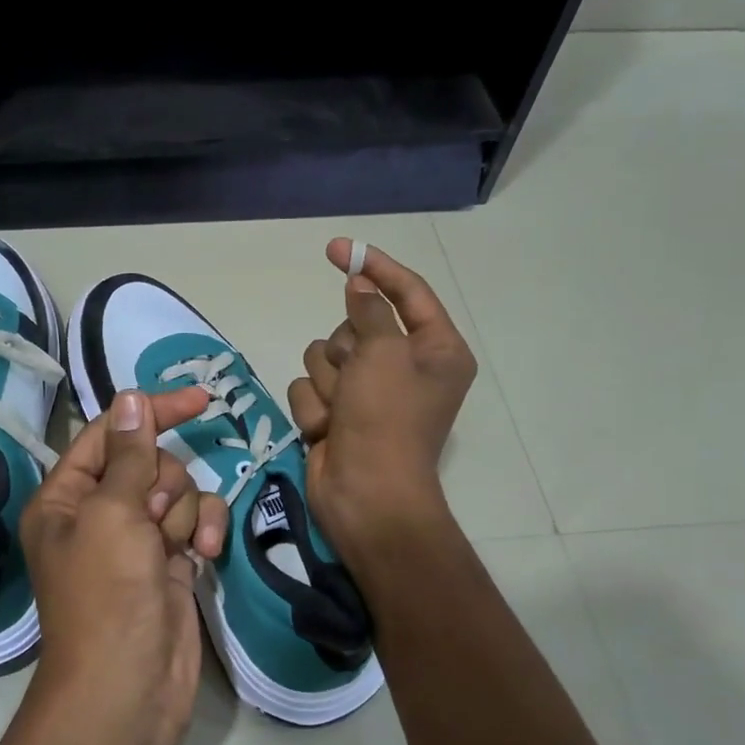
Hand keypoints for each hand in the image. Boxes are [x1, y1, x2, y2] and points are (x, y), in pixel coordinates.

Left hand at [20, 388, 228, 744]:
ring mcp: (136, 539)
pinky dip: (203, 532)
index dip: (151, 411)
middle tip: (151, 520)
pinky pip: (194, 523)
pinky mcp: (169, 562)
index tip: (200, 400)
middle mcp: (98, 513)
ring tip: (174, 549)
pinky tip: (204, 554)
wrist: (128, 686)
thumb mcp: (112, 513)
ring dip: (183, 513)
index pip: (110, 432)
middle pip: (149, 463)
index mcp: (66, 496)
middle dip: (162, 484)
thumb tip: (131, 398)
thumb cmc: (106, 594)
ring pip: (177, 493)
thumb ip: (128, 453)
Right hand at [287, 239, 476, 557]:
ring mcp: (366, 393)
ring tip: (342, 413)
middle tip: (357, 381)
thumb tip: (359, 285)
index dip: (373, 267)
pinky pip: (309, 389)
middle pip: (354, 326)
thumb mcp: (384, 353)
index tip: (338, 248)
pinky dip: (314, 409)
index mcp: (435, 349)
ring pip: (324, 356)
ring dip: (327, 385)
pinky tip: (328, 432)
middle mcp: (402, 367)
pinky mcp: (336, 414)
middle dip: (346, 352)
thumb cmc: (387, 420)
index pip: (406, 292)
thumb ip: (370, 310)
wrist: (366, 495)